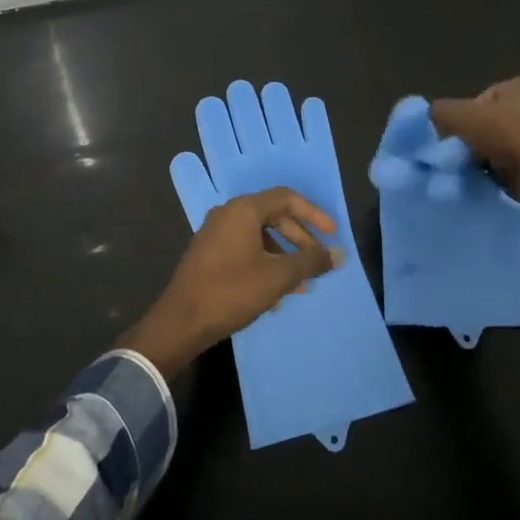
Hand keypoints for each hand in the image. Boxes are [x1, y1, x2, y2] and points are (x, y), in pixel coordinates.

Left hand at [121, 189, 341, 378]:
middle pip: (273, 216)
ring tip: (301, 285)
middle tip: (317, 262)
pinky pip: (244, 250)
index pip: (286, 198)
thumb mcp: (278, 277)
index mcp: (243, 210)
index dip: (314, 214)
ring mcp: (214, 234)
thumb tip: (339, 255)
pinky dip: (264, 264)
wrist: (181, 322)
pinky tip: (275, 295)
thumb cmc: (232, 291)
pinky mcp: (208, 255)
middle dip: (299, 239)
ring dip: (283, 257)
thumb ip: (310, 262)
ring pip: (259, 236)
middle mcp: (227, 214)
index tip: (332, 235)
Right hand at [430, 77, 519, 266]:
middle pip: (496, 122)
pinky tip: (501, 183)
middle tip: (466, 157)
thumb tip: (431, 115)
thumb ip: (441, 111)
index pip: (483, 98)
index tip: (459, 138)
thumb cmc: (509, 138)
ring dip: (492, 158)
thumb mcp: (462, 118)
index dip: (466, 118)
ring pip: (509, 145)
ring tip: (482, 173)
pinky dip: (510, 173)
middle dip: (478, 139)